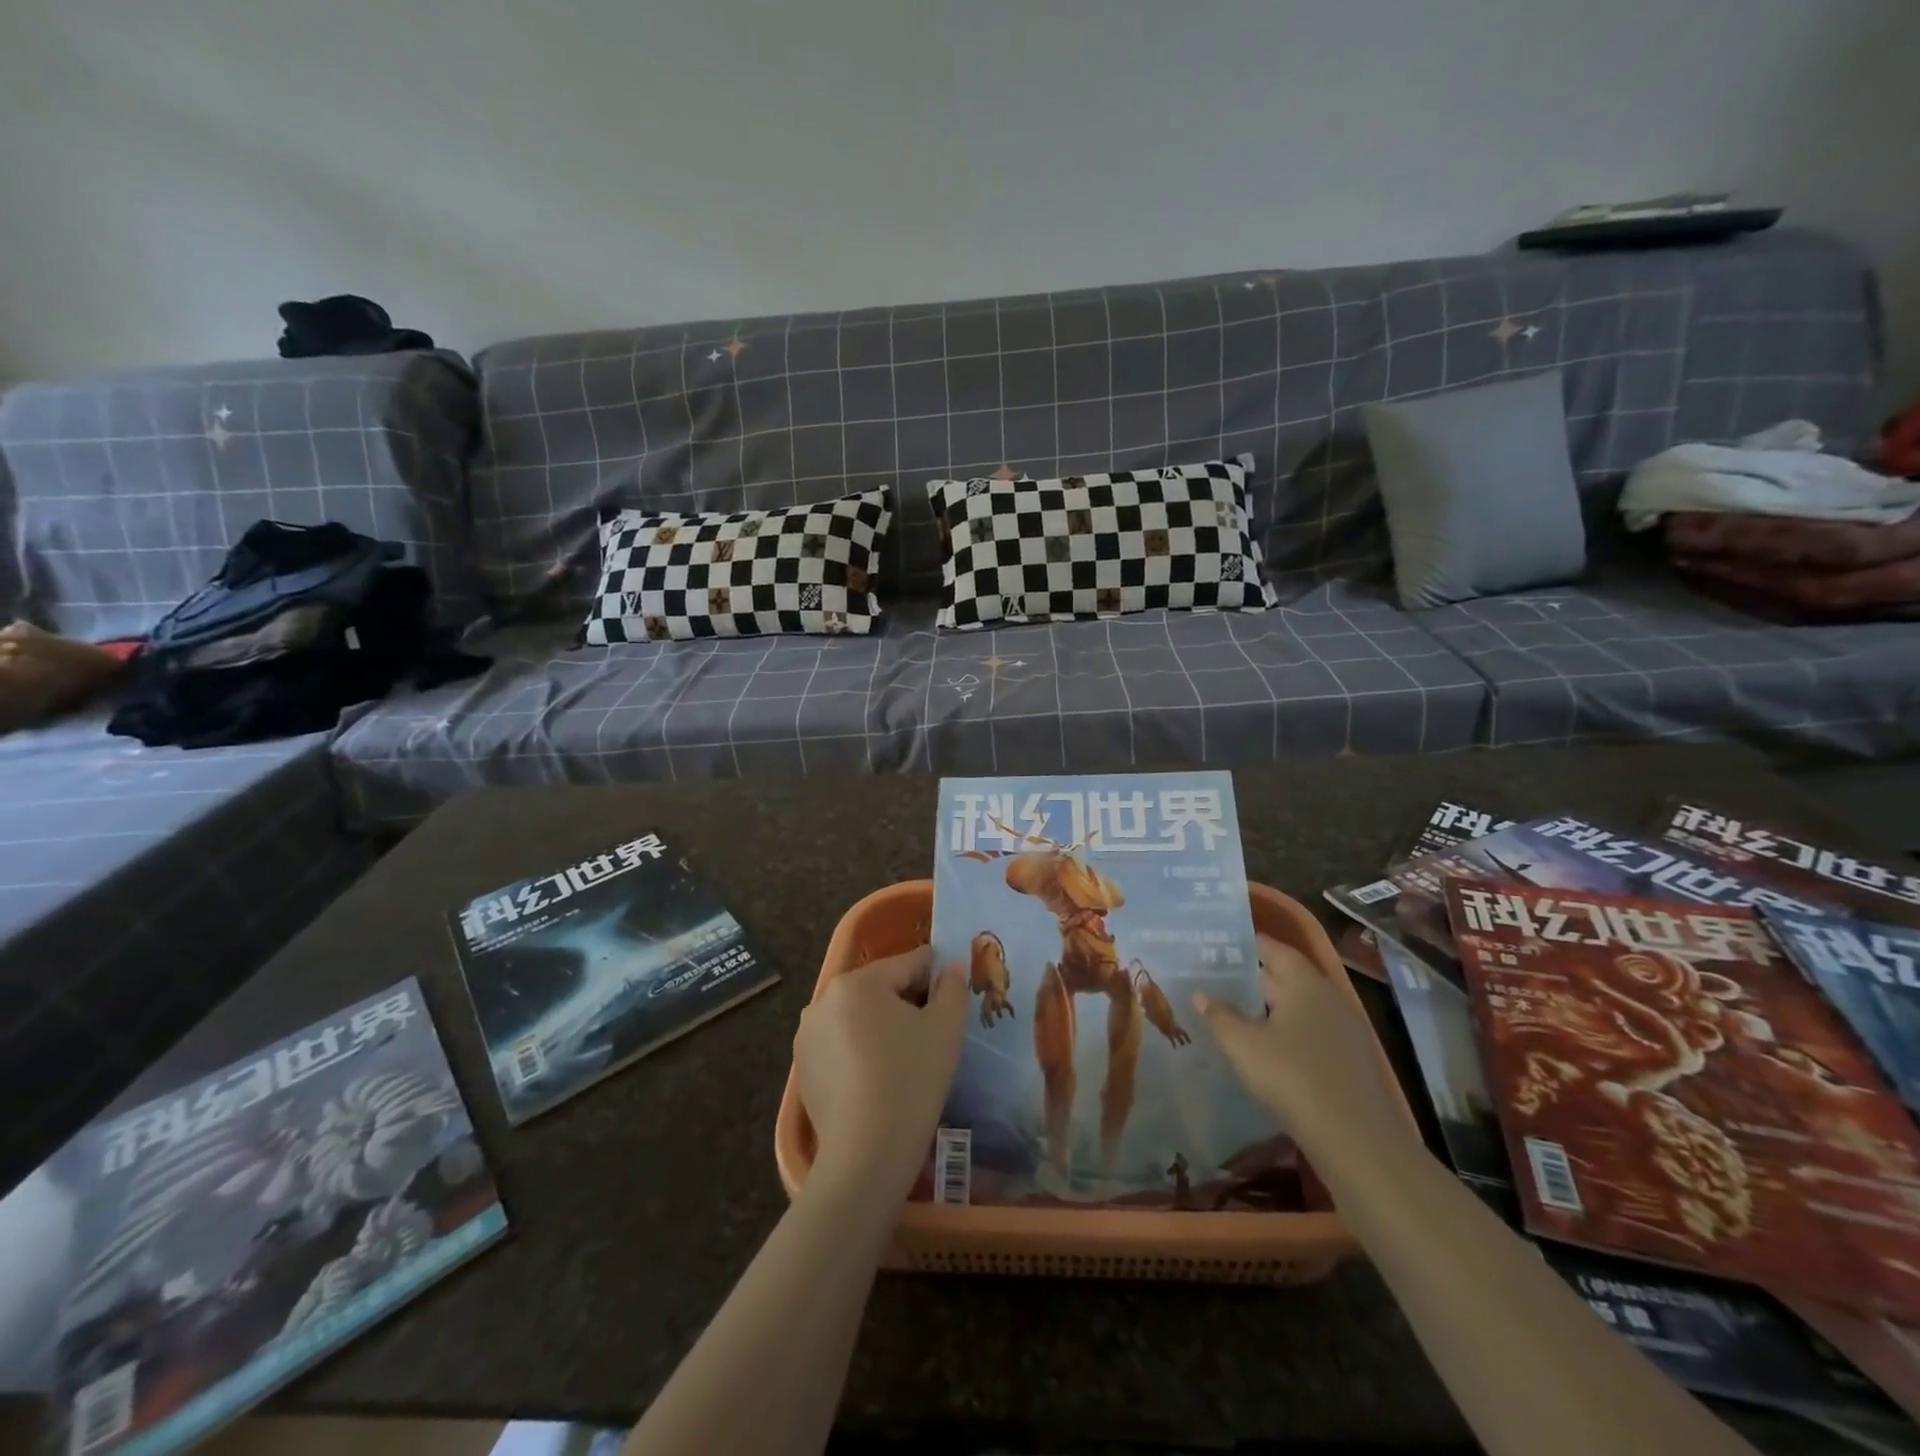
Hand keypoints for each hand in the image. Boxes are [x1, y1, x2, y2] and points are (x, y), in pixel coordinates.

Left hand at [795, 946, 967, 1195]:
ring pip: (858, 1018)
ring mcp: (808, 1035)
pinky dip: (861, 1053)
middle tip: (934, 1030)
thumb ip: (953, 989)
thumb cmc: (911, 1079)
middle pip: (879, 989)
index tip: (953, 991)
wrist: (866, 1154)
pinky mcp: (803, 1069)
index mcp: (858, 981)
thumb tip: (952, 967)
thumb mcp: (946, 1029)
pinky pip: (840, 1046)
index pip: (908, 964)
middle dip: (908, 1002)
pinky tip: (880, 1080)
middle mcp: (824, 999)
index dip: (936, 974)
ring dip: (882, 1027)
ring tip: (908, 1058)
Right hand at [1193, 934, 1412, 1170]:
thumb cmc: (1293, 1078)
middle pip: (1286, 978)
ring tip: (1230, 1012)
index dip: (1247, 944)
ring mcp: (1343, 1033)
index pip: (1274, 949)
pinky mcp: (1348, 1064)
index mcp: (1305, 983)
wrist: (1357, 1142)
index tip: (1218, 943)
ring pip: (1297, 1009)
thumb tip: (1201, 994)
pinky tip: (1263, 1051)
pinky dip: (1284, 1034)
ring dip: (1267, 1009)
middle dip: (1251, 978)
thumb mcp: (1244, 1045)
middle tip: (1213, 977)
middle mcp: (1328, 999)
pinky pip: (1309, 1035)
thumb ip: (1220, 1016)